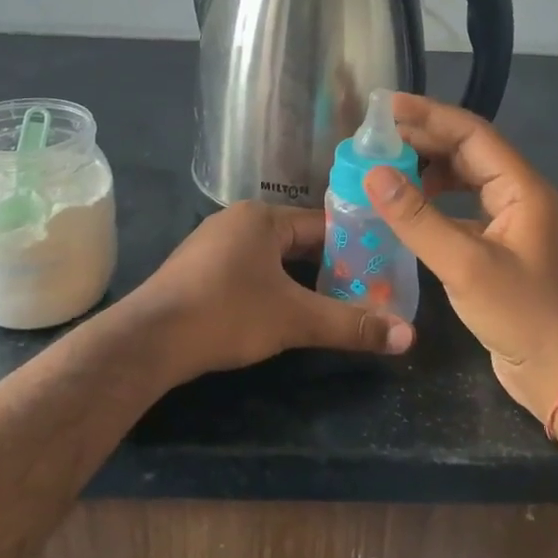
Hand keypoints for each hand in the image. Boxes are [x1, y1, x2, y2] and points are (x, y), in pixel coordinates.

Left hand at [127, 201, 414, 381]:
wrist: (149, 339)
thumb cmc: (227, 314)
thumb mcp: (295, 319)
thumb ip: (351, 325)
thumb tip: (408, 336)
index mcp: (261, 217)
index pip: (322, 225)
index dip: (355, 247)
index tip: (381, 269)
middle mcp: (236, 221)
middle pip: (297, 241)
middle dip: (329, 266)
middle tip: (364, 291)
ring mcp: (212, 245)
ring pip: (272, 258)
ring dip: (300, 279)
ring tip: (332, 303)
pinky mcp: (197, 271)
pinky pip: (248, 270)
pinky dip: (271, 287)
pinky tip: (283, 311)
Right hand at [363, 94, 557, 422]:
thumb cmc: (522, 315)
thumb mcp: (464, 265)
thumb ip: (417, 219)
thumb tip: (374, 174)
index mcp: (522, 188)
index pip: (471, 134)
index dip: (428, 116)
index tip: (385, 107)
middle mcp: (519, 196)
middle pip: (468, 151)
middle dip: (424, 140)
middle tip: (376, 138)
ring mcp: (512, 223)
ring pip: (466, 180)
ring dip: (429, 170)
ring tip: (387, 170)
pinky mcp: (501, 248)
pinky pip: (464, 209)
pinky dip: (435, 203)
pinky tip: (409, 212)